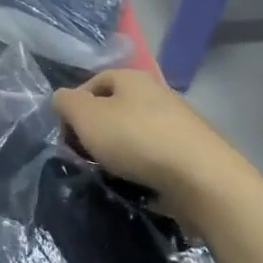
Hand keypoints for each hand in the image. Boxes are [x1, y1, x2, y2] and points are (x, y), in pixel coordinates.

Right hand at [53, 69, 242, 210]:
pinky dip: (142, 168)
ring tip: (109, 175)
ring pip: (134, 134)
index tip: (66, 136)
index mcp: (131, 77)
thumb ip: (65, 103)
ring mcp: (176, 123)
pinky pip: (155, 156)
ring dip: (118, 153)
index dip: (74, 107)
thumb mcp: (86, 117)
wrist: (201, 178)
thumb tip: (62, 100)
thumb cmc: (136, 139)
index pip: (92, 83)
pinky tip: (136, 185)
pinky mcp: (190, 152)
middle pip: (113, 109)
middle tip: (85, 157)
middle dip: (96, 132)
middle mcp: (155, 93)